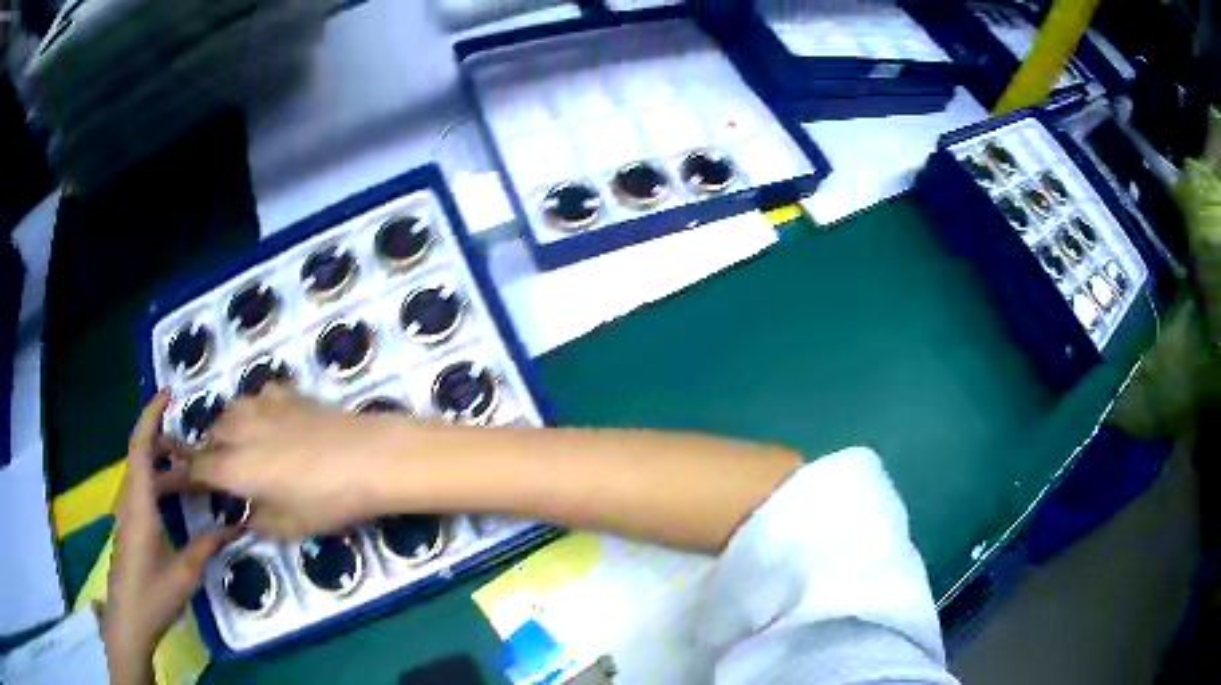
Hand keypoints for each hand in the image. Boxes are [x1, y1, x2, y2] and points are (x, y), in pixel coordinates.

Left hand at [103, 392, 238, 684]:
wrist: (128, 621)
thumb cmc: (153, 596)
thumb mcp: (185, 575)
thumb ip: (207, 546)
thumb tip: (236, 527)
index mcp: (140, 504)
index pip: (141, 446)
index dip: (152, 414)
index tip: (168, 393)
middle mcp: (130, 500)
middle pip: (143, 455)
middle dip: (167, 444)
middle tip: (197, 453)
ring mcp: (128, 514)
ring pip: (144, 475)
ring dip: (166, 468)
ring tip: (193, 478)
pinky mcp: (130, 527)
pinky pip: (144, 492)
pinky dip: (162, 486)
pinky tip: (180, 505)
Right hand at [187, 385, 407, 538]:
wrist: (369, 457)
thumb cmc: (327, 501)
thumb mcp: (290, 527)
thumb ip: (259, 522)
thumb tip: (247, 515)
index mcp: (234, 468)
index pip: (197, 469)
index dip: (187, 476)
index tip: (184, 482)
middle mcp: (240, 431)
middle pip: (212, 435)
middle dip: (211, 452)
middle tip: (225, 471)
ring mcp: (263, 406)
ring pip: (231, 411)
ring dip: (230, 428)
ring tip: (244, 446)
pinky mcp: (288, 393)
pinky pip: (260, 396)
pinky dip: (258, 409)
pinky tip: (273, 422)